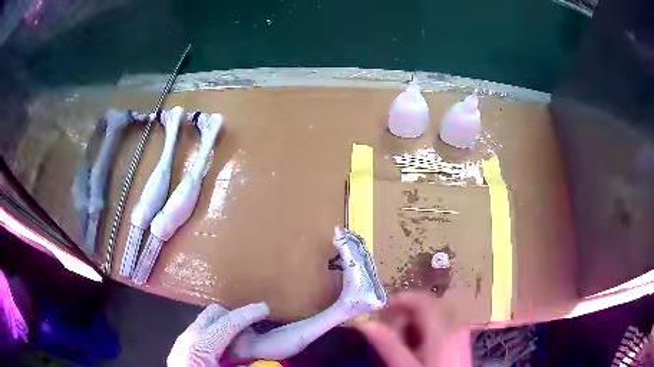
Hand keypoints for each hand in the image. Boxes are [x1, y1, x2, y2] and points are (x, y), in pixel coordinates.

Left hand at [167, 303, 269, 366]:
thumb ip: (247, 364)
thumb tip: (265, 359)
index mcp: (199, 347)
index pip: (226, 322)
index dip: (247, 314)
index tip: (264, 308)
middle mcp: (187, 339)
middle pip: (212, 314)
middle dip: (234, 317)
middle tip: (252, 329)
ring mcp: (181, 343)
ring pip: (206, 323)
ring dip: (225, 328)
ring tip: (240, 344)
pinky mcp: (180, 350)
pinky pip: (201, 334)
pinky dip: (216, 337)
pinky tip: (225, 353)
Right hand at [356, 291, 470, 366]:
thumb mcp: (406, 366)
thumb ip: (388, 345)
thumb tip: (366, 323)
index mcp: (443, 330)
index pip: (423, 300)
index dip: (402, 299)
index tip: (381, 309)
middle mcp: (455, 326)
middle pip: (428, 308)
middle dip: (405, 316)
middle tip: (387, 332)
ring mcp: (460, 334)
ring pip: (433, 318)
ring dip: (413, 325)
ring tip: (399, 344)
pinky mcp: (459, 342)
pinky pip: (440, 327)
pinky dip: (424, 333)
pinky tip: (415, 349)